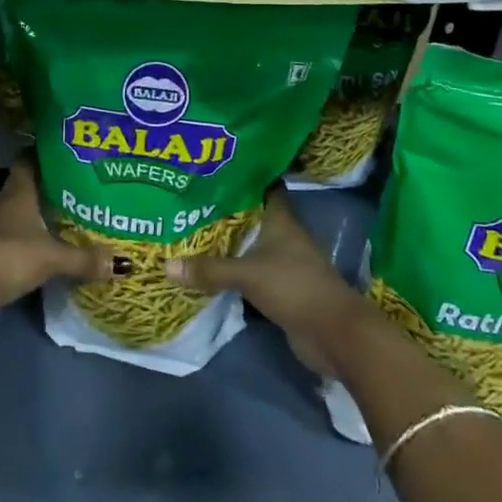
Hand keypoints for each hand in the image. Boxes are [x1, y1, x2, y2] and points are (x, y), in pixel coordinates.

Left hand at [0, 154, 112, 332]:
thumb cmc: (8, 257)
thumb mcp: (52, 257)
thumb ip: (85, 258)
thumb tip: (123, 262)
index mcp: (19, 190)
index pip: (31, 158)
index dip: (49, 151)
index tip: (74, 149)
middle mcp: (9, 203)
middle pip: (35, 185)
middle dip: (59, 184)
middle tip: (91, 182)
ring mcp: (2, 228)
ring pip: (31, 211)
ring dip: (51, 213)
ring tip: (84, 211)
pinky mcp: (0, 252)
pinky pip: (27, 236)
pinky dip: (44, 238)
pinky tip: (64, 244)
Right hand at [167, 187, 372, 375]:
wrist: (333, 335)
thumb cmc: (295, 288)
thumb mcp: (248, 274)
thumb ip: (210, 270)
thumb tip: (167, 265)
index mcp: (282, 219)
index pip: (265, 185)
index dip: (244, 174)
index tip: (216, 167)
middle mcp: (284, 236)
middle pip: (254, 215)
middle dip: (227, 209)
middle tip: (193, 198)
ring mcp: (285, 263)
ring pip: (252, 244)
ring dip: (230, 241)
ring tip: (193, 228)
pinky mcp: (281, 289)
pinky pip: (251, 271)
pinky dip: (234, 269)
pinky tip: (209, 266)